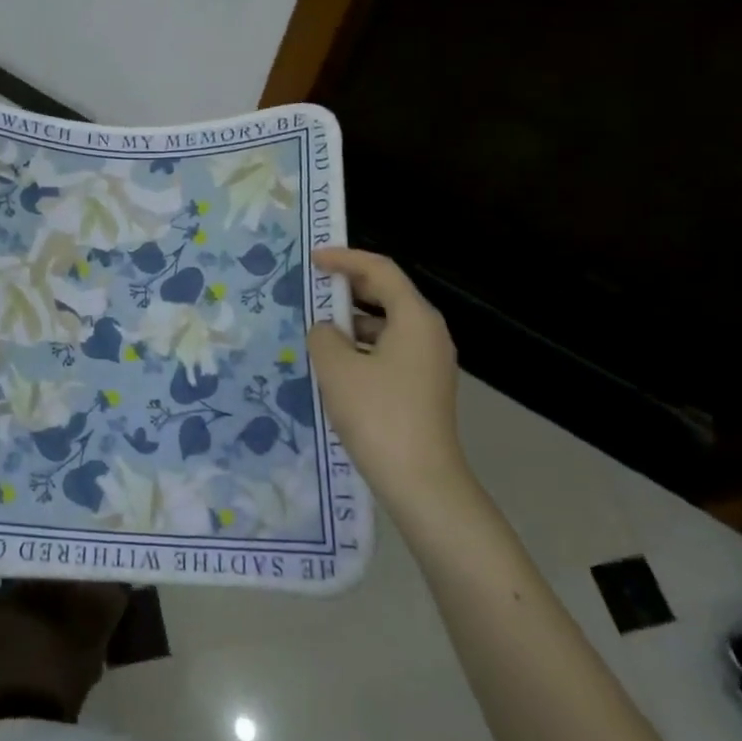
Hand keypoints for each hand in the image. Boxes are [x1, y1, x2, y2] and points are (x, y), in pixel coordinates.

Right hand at [307, 247, 464, 503]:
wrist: (420, 481)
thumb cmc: (377, 414)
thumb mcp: (337, 368)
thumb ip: (324, 336)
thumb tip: (327, 331)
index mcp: (415, 318)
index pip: (380, 270)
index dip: (345, 259)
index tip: (313, 259)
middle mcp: (429, 334)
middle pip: (387, 295)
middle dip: (348, 288)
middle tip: (312, 288)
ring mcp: (429, 363)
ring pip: (386, 326)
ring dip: (352, 323)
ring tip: (316, 331)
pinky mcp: (422, 388)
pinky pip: (388, 352)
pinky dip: (361, 349)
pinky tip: (334, 367)